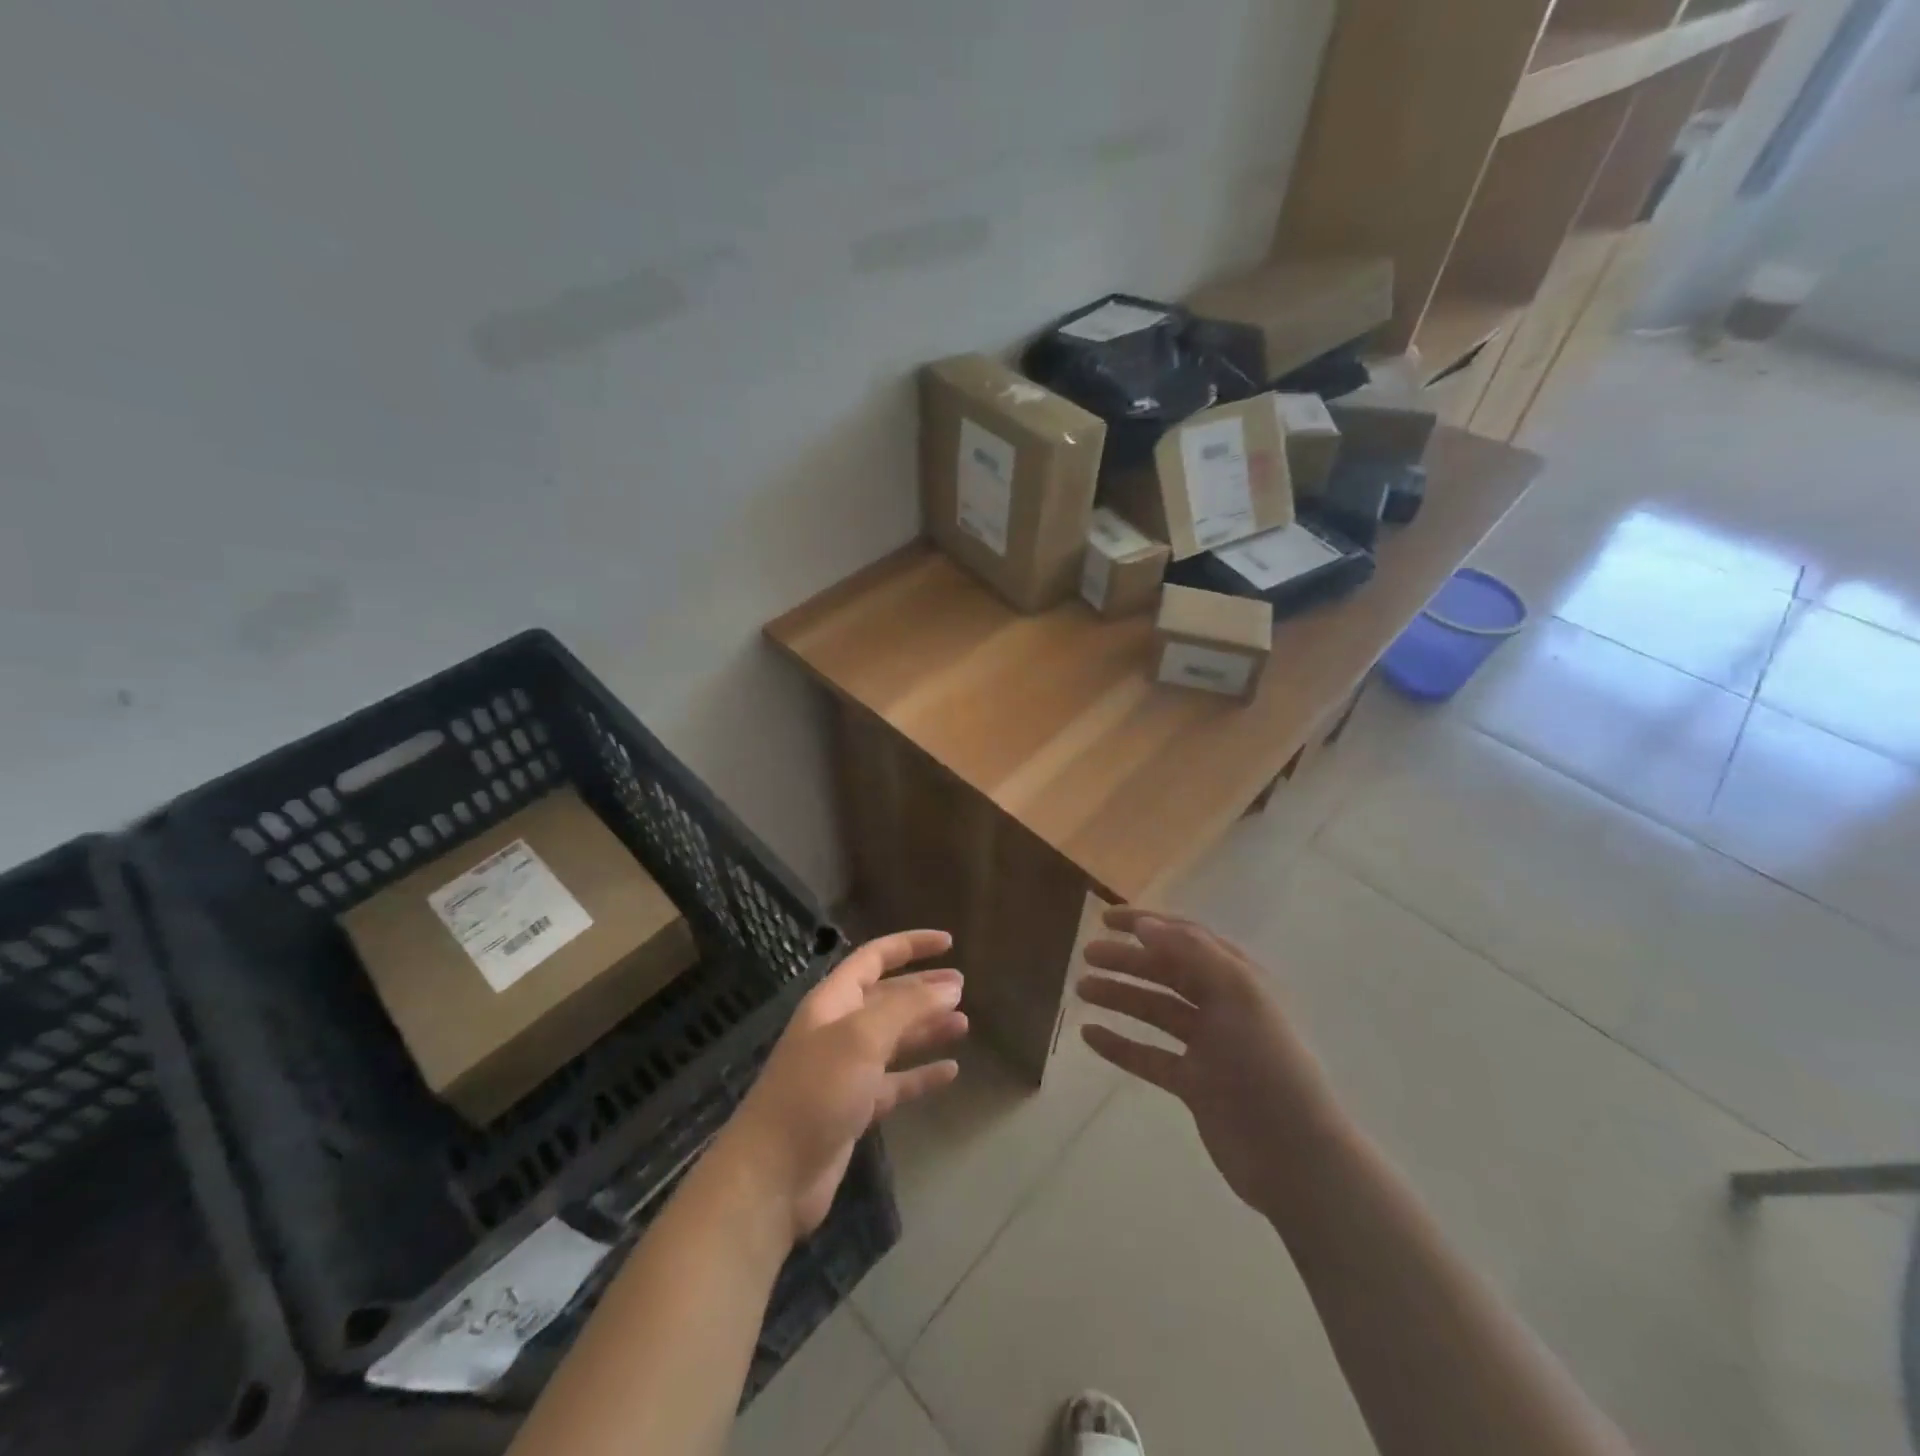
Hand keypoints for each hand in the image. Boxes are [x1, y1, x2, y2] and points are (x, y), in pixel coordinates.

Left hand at [714, 930, 966, 1242]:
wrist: (773, 1174)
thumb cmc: (816, 1090)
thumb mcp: (861, 1038)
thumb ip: (907, 1008)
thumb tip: (949, 986)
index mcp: (833, 1002)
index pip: (874, 958)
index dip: (910, 945)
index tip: (948, 943)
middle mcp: (839, 1029)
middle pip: (887, 997)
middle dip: (923, 988)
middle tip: (963, 986)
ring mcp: (846, 1070)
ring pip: (894, 1039)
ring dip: (926, 1028)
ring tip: (964, 1024)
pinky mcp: (854, 1107)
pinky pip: (895, 1082)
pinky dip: (920, 1074)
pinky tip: (950, 1072)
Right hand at [1078, 909, 1339, 1214]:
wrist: (1295, 1156)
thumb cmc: (1268, 1064)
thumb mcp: (1237, 994)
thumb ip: (1191, 952)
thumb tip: (1144, 924)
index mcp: (1238, 978)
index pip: (1186, 937)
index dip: (1147, 922)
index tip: (1105, 918)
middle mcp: (1223, 1006)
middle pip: (1166, 972)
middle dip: (1126, 960)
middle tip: (1085, 956)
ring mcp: (1208, 1047)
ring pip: (1154, 1011)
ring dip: (1119, 996)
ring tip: (1080, 990)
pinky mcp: (1194, 1085)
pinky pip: (1149, 1056)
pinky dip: (1120, 1044)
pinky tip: (1089, 1035)